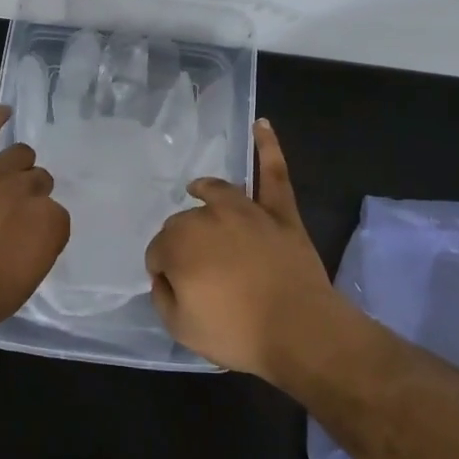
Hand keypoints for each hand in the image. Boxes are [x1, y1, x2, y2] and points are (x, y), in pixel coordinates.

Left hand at [0, 105, 69, 329]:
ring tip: (7, 178)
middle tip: (12, 215)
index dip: (42, 228)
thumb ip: (35, 254)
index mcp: (50, 223)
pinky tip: (2, 112)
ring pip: (20, 154)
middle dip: (31, 195)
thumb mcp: (22, 287)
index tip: (28, 240)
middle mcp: (28, 191)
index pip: (58, 216)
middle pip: (40, 181)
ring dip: (18, 165)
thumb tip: (33, 240)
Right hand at [144, 120, 341, 378]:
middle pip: (185, 223)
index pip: (159, 251)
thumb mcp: (180, 327)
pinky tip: (262, 125)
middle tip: (200, 275)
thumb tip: (165, 275)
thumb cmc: (237, 332)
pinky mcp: (279, 212)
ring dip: (205, 192)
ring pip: (217, 193)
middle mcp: (207, 216)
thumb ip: (162, 295)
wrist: (300, 331)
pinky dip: (268, 147)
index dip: (165, 272)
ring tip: (198, 190)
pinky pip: (273, 173)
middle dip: (185, 243)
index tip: (178, 291)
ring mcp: (246, 210)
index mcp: (179, 242)